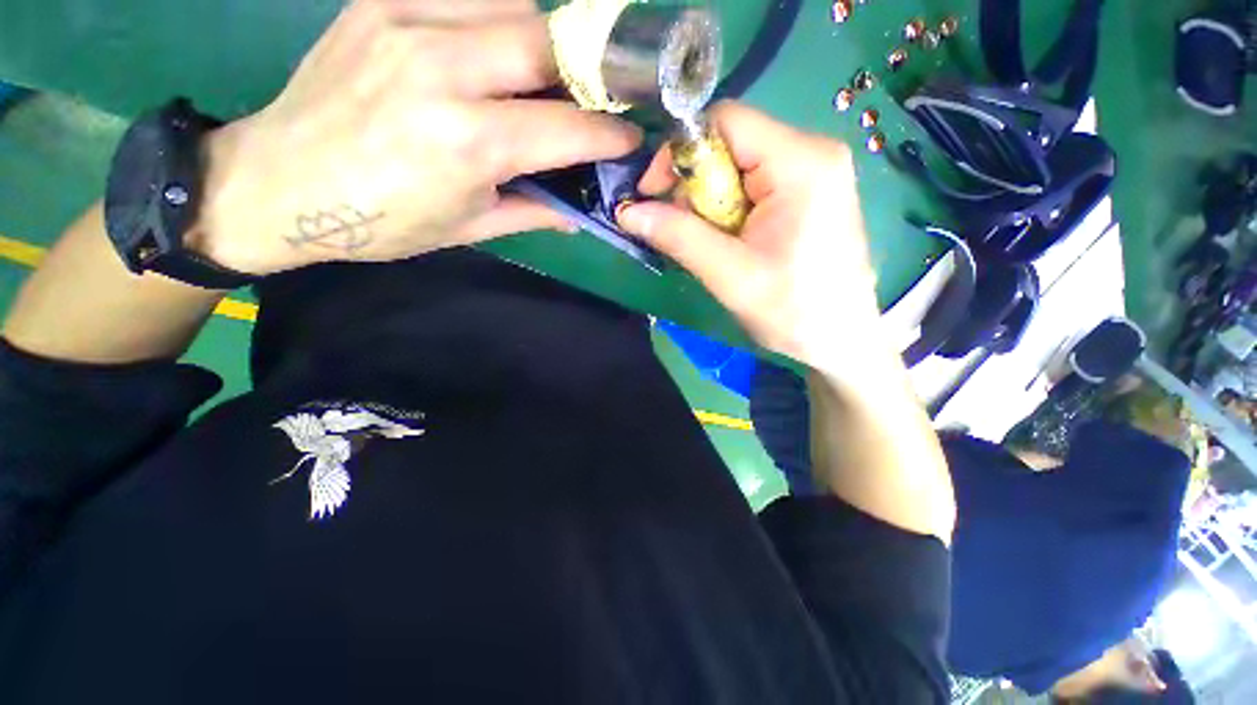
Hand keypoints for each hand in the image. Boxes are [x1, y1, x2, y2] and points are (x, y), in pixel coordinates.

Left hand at [195, 0, 640, 274]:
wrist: (279, 184)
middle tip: (592, 101)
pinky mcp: (379, 2)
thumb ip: (534, 210)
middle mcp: (441, 70)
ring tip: (538, 77)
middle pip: (548, 43)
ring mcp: (405, 23)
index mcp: (467, 143)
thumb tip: (580, 211)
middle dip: (585, 74)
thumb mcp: (470, 228)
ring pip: (513, 4)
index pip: (566, 127)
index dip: (608, 134)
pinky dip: (496, 15)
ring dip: (542, 40)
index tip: (630, 137)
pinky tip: (490, 48)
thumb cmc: (383, 223)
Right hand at [618, 103, 878, 372]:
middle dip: (694, 186)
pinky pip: (751, 185)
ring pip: (737, 167)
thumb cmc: (793, 311)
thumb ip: (678, 236)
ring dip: (708, 204)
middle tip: (682, 231)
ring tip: (708, 245)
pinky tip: (727, 243)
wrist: (841, 339)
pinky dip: (727, 211)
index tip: (653, 195)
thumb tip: (626, 211)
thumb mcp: (729, 275)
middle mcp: (811, 152)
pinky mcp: (806, 192)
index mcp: (801, 162)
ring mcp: (812, 171)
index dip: (679, 153)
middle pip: (730, 143)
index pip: (725, 121)